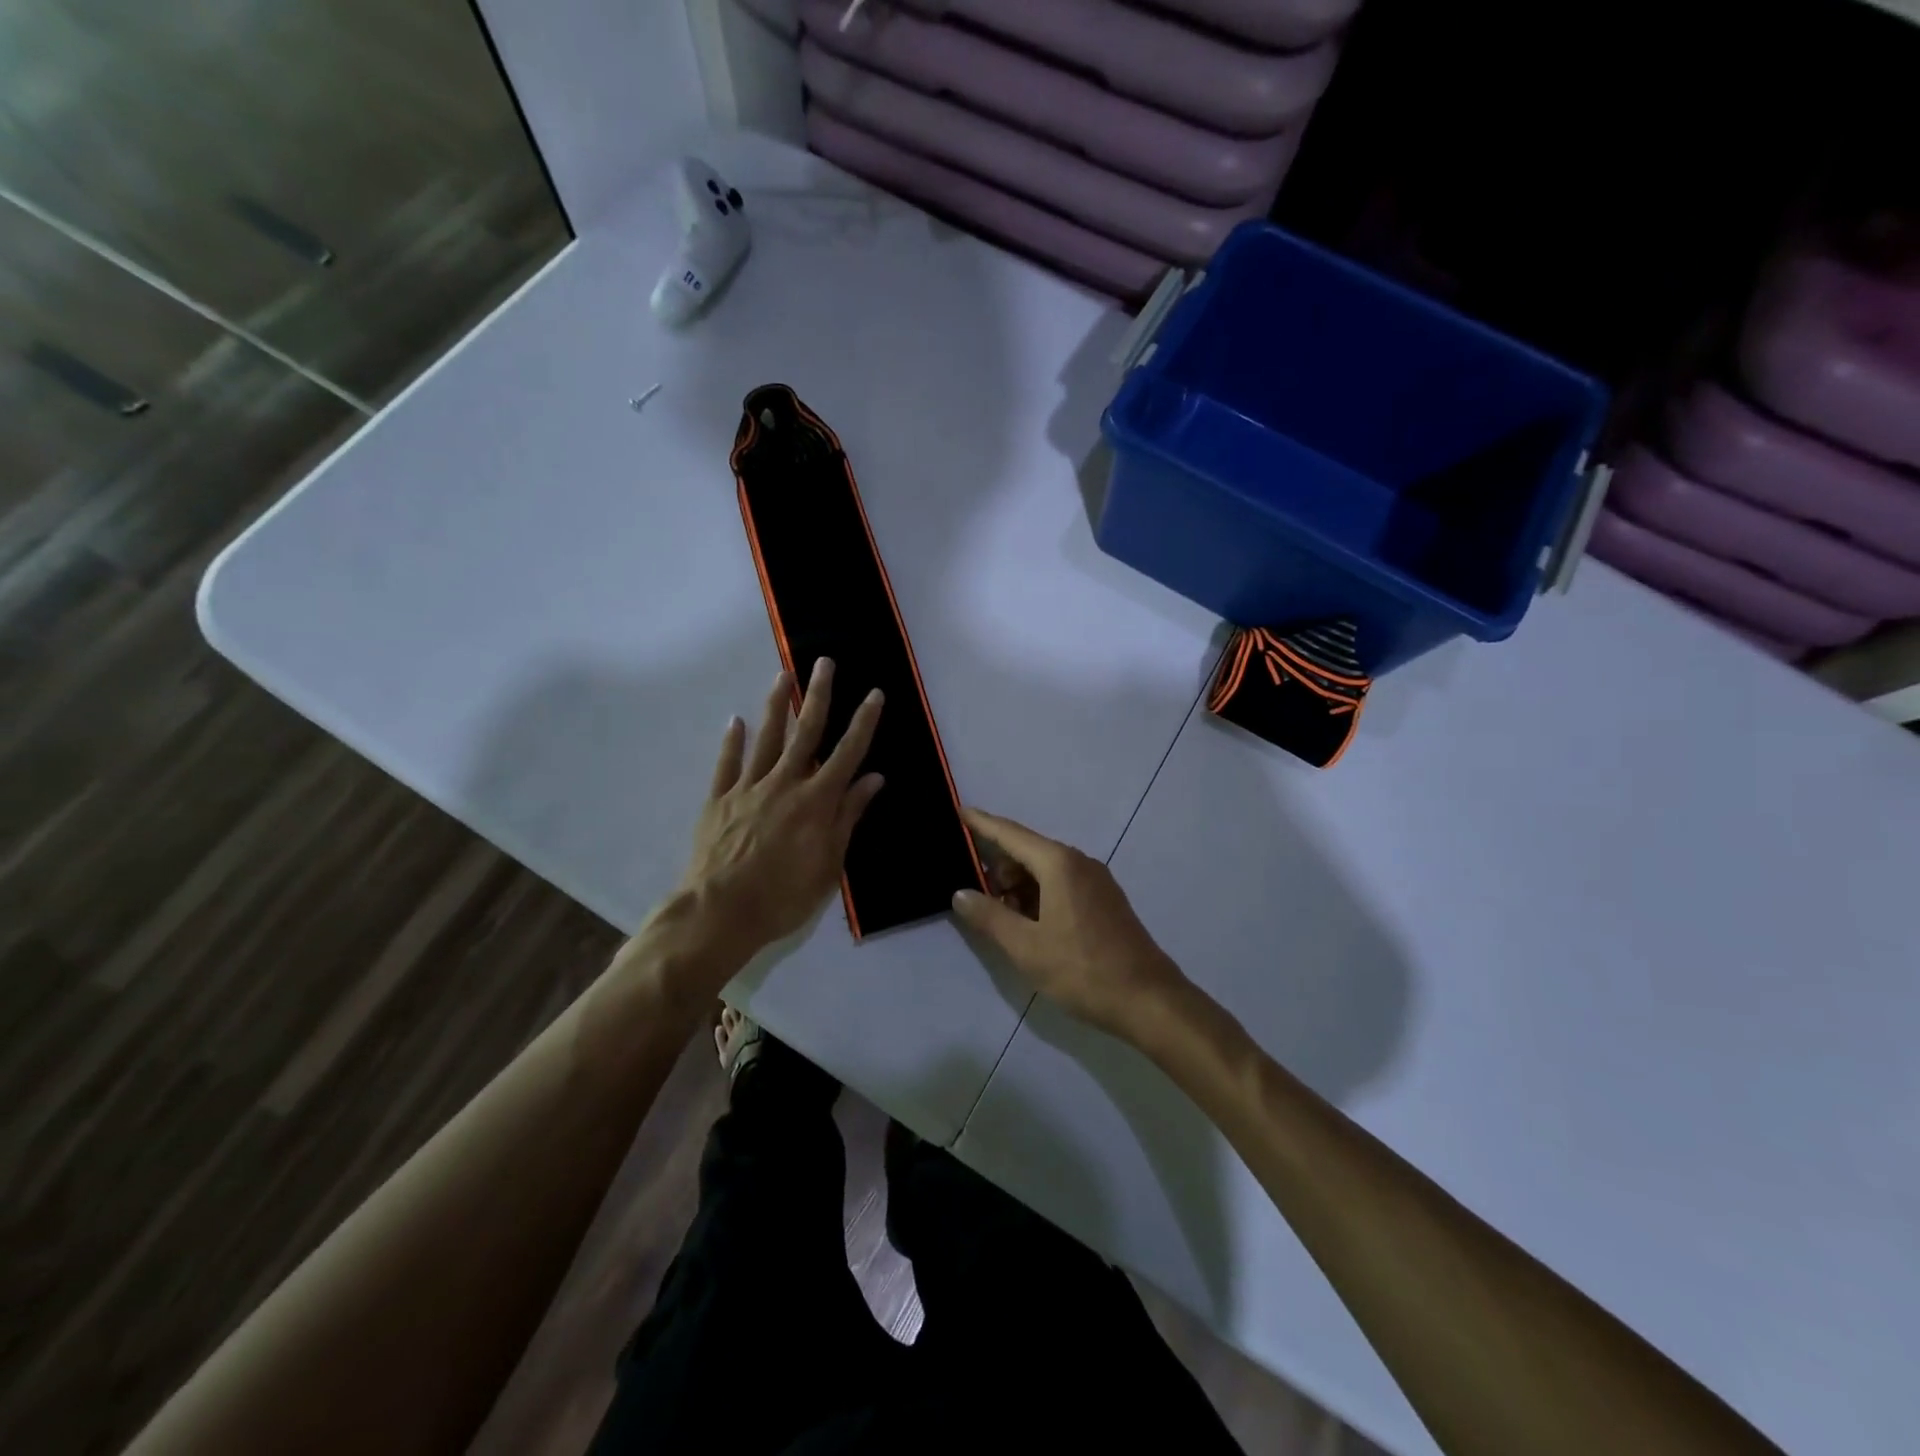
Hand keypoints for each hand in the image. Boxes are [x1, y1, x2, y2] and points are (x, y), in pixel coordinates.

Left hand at [679, 659, 884, 963]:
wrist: (720, 912)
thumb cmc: (784, 895)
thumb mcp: (829, 863)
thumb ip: (848, 816)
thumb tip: (873, 778)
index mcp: (816, 800)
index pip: (847, 752)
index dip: (863, 721)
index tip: (874, 693)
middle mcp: (784, 783)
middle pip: (805, 731)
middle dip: (819, 695)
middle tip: (824, 662)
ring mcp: (748, 788)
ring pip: (766, 738)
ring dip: (776, 705)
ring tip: (783, 674)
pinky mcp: (719, 800)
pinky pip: (726, 764)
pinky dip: (732, 741)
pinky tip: (734, 721)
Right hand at [952, 807, 1188, 1042]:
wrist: (1148, 1000)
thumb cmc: (1082, 969)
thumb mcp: (1026, 947)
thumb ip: (989, 917)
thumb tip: (961, 893)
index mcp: (1059, 864)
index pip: (1011, 834)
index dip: (982, 823)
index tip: (959, 811)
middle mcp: (1079, 862)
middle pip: (1028, 851)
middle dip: (998, 867)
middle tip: (974, 895)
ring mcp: (1096, 881)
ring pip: (1045, 870)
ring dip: (1018, 886)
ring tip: (1000, 916)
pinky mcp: (1104, 900)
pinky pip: (1062, 884)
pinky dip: (1039, 895)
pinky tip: (1028, 923)